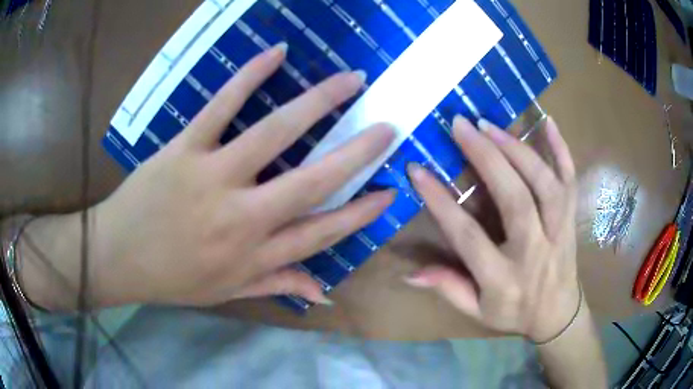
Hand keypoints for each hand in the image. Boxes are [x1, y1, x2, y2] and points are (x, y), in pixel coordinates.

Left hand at [93, 44, 394, 307]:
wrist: (117, 257)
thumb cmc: (171, 278)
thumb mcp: (225, 292)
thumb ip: (275, 285)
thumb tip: (322, 292)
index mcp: (252, 255)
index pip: (321, 233)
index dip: (359, 213)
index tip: (388, 192)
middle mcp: (241, 217)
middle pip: (311, 181)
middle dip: (357, 153)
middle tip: (388, 127)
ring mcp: (211, 177)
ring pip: (274, 133)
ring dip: (319, 102)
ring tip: (351, 80)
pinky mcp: (184, 148)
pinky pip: (220, 106)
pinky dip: (249, 76)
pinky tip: (277, 53)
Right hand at [405, 116, 578, 342]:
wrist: (559, 315)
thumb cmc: (515, 312)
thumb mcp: (477, 311)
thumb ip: (448, 288)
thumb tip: (409, 273)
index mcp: (505, 279)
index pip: (469, 236)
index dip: (441, 202)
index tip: (417, 170)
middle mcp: (535, 251)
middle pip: (515, 199)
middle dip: (486, 157)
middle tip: (460, 126)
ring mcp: (559, 231)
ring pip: (544, 184)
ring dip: (517, 149)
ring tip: (489, 125)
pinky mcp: (572, 217)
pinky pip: (571, 179)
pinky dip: (562, 149)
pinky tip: (548, 121)